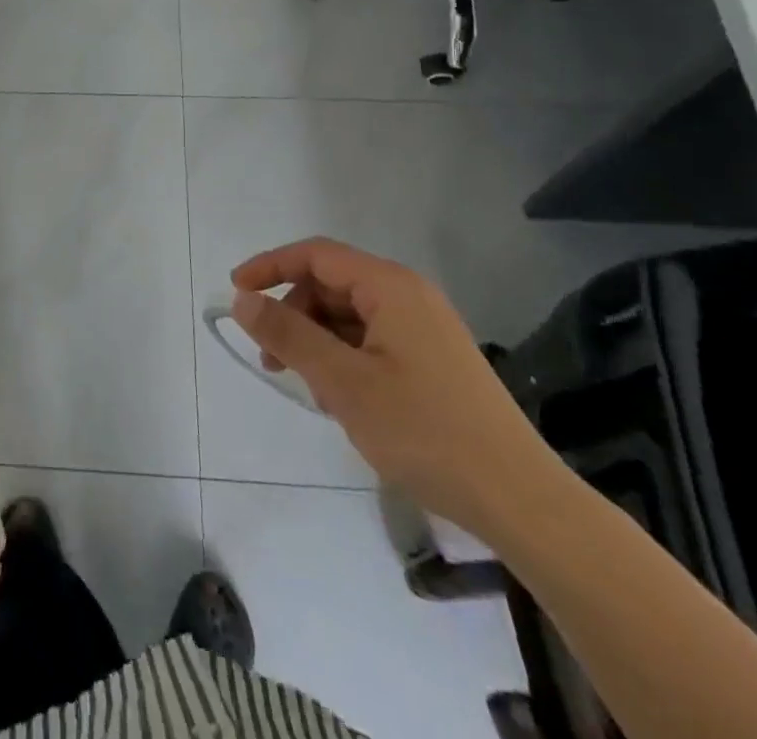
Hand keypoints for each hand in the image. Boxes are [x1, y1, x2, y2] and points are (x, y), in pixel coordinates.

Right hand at [230, 238, 567, 537]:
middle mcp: (410, 296)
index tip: (235, 293)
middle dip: (294, 314)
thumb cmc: (425, 431)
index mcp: (391, 287)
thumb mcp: (343, 382)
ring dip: (318, 341)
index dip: (270, 267)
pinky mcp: (433, 361)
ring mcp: (425, 330)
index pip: (316, 255)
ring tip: (309, 389)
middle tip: (272, 359)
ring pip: (350, 316)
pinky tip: (342, 401)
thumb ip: (288, 334)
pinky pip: (372, 341)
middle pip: (332, 285)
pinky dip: (345, 359)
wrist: (521, 502)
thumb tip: (242, 299)